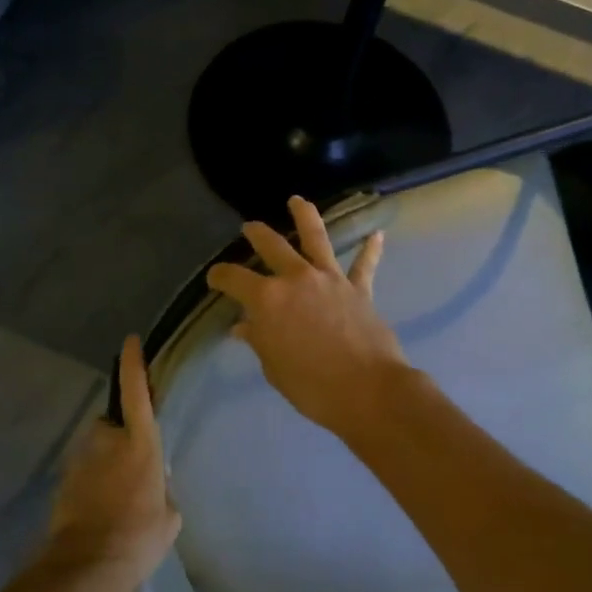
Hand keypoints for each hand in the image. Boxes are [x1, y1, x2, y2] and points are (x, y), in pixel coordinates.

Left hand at [43, 337, 180, 591]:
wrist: (88, 564)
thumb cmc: (140, 536)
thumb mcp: (170, 516)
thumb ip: (162, 490)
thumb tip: (154, 487)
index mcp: (140, 444)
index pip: (136, 393)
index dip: (134, 365)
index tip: (130, 342)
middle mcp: (107, 442)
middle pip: (111, 425)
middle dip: (118, 437)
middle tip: (129, 468)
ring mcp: (81, 460)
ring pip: (95, 451)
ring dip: (104, 464)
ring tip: (115, 499)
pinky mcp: (63, 481)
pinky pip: (83, 473)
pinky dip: (90, 485)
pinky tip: (99, 512)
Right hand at [206, 196, 409, 436]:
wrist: (366, 390)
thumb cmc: (310, 386)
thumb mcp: (273, 367)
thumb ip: (259, 340)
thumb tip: (243, 327)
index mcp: (267, 299)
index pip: (233, 279)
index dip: (220, 276)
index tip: (214, 278)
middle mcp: (296, 279)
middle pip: (272, 246)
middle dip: (257, 234)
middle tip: (249, 227)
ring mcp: (330, 280)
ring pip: (316, 238)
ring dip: (305, 216)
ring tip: (298, 201)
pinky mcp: (359, 289)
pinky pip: (364, 265)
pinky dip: (370, 250)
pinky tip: (377, 235)